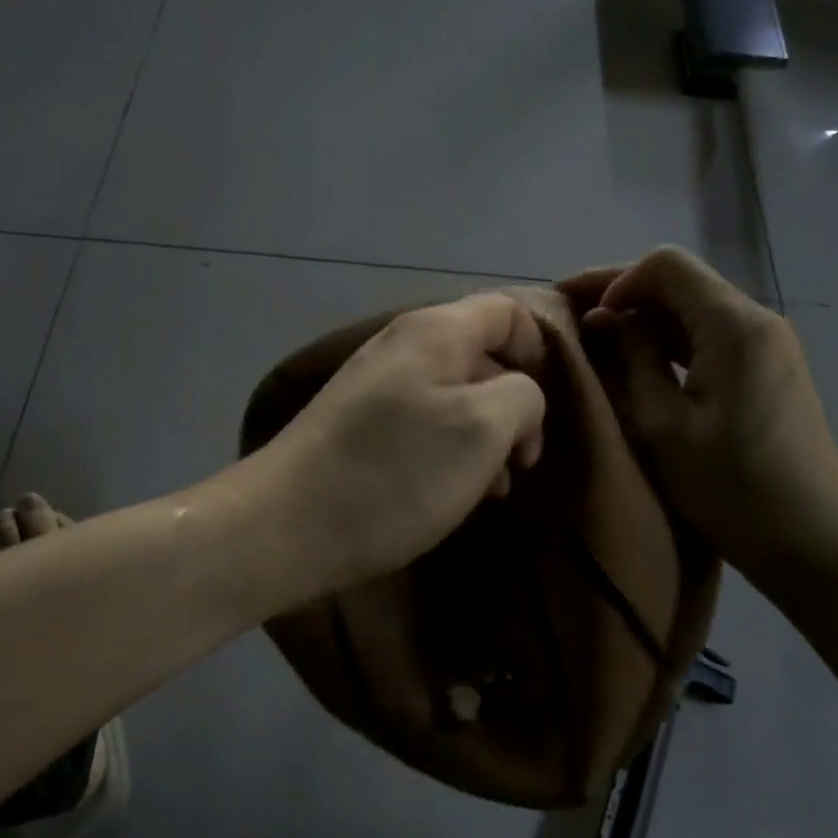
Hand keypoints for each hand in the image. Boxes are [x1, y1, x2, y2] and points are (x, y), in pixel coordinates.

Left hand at [261, 293, 547, 595]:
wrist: (286, 526)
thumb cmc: (395, 472)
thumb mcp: (482, 429)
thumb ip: (522, 395)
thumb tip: (518, 393)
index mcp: (435, 331)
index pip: (508, 311)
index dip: (541, 350)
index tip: (551, 407)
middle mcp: (403, 346)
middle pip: (482, 355)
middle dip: (514, 404)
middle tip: (522, 462)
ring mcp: (377, 387)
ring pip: (455, 396)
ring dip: (485, 437)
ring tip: (492, 488)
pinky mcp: (360, 426)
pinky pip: (424, 424)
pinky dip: (450, 452)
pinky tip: (454, 494)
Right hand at [563, 247, 837, 574]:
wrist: (813, 543)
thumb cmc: (730, 487)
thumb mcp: (663, 424)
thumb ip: (631, 358)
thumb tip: (603, 318)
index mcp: (733, 324)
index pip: (666, 264)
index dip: (615, 280)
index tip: (584, 317)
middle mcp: (757, 319)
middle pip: (682, 280)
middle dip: (625, 293)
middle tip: (575, 318)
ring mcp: (769, 344)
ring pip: (695, 307)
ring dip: (647, 317)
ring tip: (600, 341)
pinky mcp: (771, 368)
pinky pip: (713, 334)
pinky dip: (673, 340)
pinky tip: (643, 362)